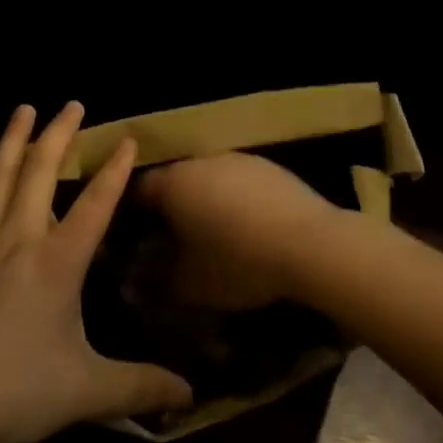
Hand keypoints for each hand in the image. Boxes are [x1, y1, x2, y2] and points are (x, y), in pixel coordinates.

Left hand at [0, 102, 192, 442]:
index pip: (94, 204)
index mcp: (56, 262)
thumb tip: (189, 395)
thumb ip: (137, 389)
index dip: (113, 170)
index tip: (126, 138)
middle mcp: (17, 239)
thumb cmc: (8, 391)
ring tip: (23, 110)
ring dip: (15, 139)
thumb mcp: (83, 393)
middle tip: (71, 103)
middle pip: (40, 171)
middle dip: (59, 133)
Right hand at [134, 152, 344, 311]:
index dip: (132, 214)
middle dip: (170, 207)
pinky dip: (234, 199)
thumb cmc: (238, 262)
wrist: (309, 243)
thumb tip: (137, 274)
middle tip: (173, 240)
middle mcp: (201, 161)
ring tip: (212, 235)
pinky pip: (237, 181)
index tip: (134, 239)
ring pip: (208, 178)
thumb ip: (156, 277)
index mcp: (174, 182)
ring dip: (204, 201)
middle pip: (175, 180)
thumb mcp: (189, 283)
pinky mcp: (267, 165)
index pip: (138, 189)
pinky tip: (246, 227)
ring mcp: (237, 158)